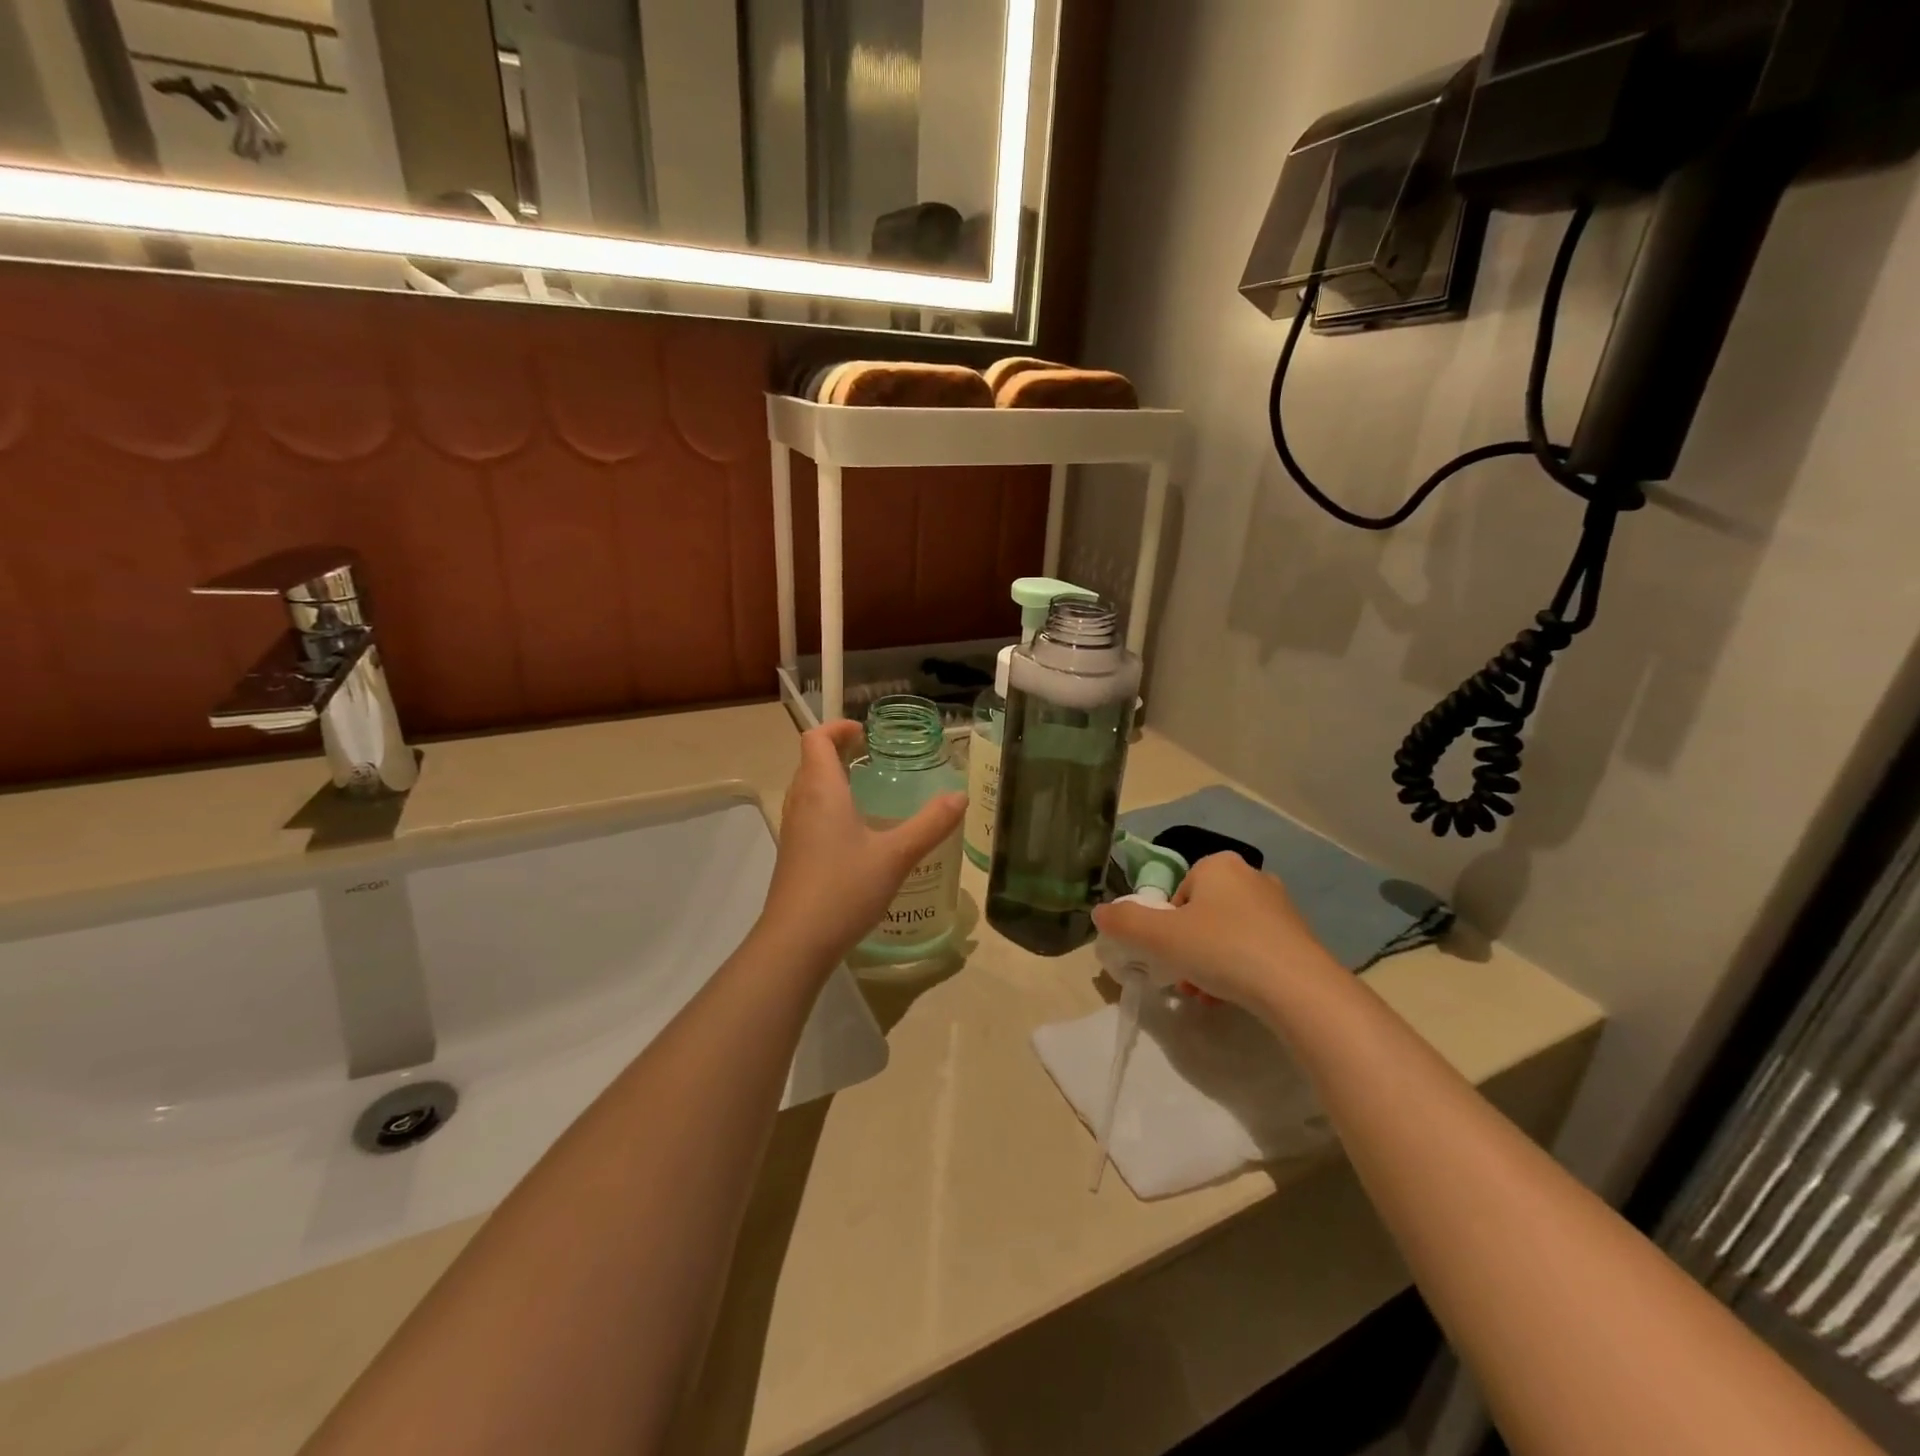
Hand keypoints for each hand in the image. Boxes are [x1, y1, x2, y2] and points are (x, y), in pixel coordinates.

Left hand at [759, 720, 966, 972]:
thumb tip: (960, 797)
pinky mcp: (793, 854)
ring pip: (808, 788)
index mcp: (821, 790)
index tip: (867, 735)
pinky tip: (857, 833)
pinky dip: (829, 806)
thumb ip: (930, 824)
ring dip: (832, 778)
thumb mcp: (896, 855)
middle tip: (873, 757)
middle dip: (838, 751)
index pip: (816, 739)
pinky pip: (808, 813)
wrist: (796, 942)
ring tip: (868, 790)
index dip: (838, 728)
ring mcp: (793, 830)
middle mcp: (801, 802)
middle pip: (811, 760)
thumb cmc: (844, 888)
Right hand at [1091, 852, 1343, 1015]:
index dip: (1166, 925)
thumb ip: (1125, 922)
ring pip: (1227, 935)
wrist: (1299, 989)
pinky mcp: (1299, 938)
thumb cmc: (1223, 949)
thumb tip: (1099, 913)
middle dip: (1188, 947)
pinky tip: (1233, 999)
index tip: (1167, 953)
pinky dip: (1239, 972)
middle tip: (1183, 978)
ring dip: (1210, 964)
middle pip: (1201, 914)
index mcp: (1218, 864)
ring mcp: (1280, 908)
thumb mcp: (1160, 936)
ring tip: (1206, 996)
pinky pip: (1254, 951)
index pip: (1177, 892)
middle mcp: (1251, 877)